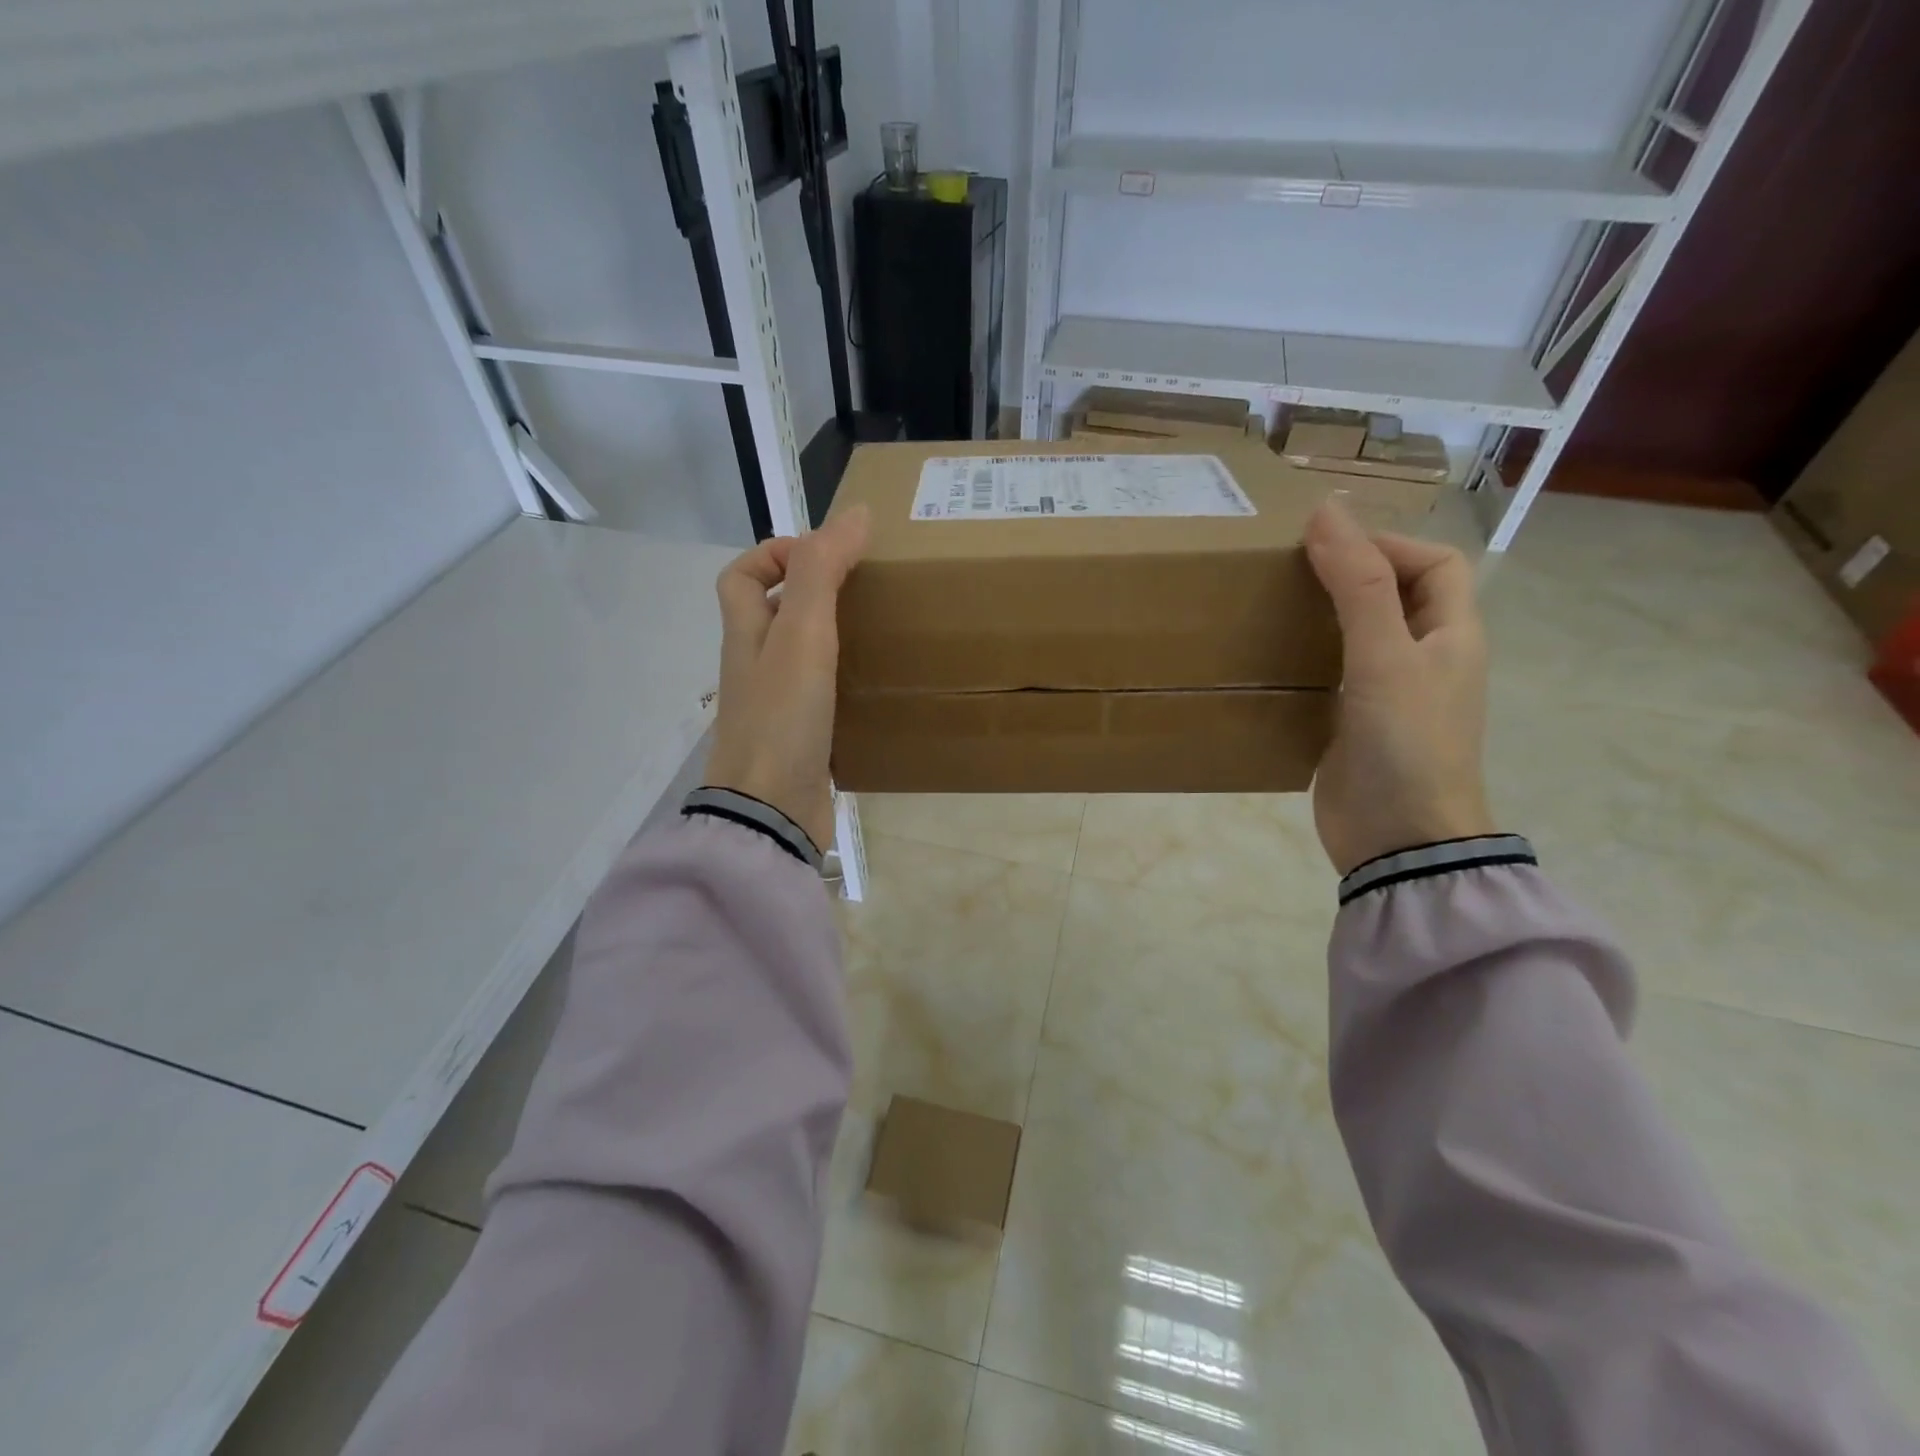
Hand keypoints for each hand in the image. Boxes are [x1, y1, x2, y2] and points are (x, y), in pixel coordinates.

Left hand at [704, 507, 870, 851]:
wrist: (771, 812)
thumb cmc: (782, 717)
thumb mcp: (802, 634)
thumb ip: (823, 572)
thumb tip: (855, 513)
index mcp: (746, 637)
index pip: (740, 577)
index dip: (774, 553)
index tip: (826, 554)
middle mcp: (754, 669)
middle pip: (769, 616)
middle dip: (809, 594)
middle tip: (863, 589)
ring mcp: (774, 708)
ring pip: (796, 658)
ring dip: (829, 638)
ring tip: (877, 631)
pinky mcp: (798, 741)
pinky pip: (817, 698)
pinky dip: (841, 684)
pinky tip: (874, 687)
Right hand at [1304, 500, 1494, 874]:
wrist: (1398, 840)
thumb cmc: (1406, 744)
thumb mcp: (1385, 657)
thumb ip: (1358, 585)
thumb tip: (1328, 513)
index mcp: (1452, 636)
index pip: (1434, 564)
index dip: (1388, 542)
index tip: (1326, 546)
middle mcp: (1425, 660)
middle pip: (1396, 594)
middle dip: (1351, 572)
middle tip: (1290, 569)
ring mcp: (1389, 695)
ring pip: (1361, 634)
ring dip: (1324, 614)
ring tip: (1273, 604)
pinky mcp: (1355, 724)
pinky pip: (1334, 674)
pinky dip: (1308, 657)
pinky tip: (1272, 658)